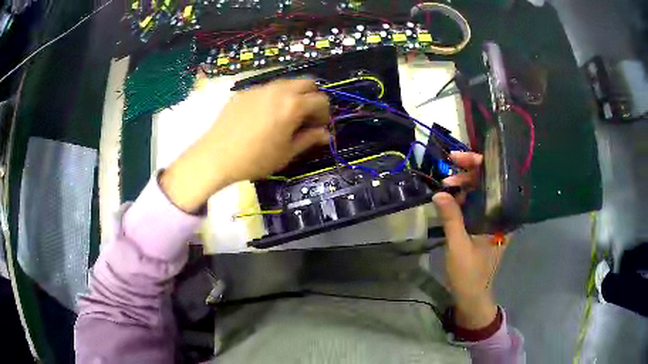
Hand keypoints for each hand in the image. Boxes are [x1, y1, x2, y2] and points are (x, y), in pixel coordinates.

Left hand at [161, 79, 330, 211]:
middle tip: (306, 117)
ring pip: (286, 83)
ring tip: (285, 116)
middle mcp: (278, 89)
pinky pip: (266, 89)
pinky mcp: (244, 92)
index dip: (325, 114)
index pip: (321, 100)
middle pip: (307, 82)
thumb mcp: (287, 153)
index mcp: (293, 104)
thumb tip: (326, 134)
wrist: (216, 156)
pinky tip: (262, 117)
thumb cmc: (255, 159)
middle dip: (313, 97)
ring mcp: (260, 88)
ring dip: (293, 95)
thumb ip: (309, 139)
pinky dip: (274, 98)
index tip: (319, 128)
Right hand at [433, 152, 503, 329]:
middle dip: (468, 174)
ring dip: (464, 186)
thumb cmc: (470, 274)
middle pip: (488, 184)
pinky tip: (450, 197)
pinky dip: (463, 199)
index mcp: (503, 218)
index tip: (458, 158)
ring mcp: (493, 220)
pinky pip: (475, 205)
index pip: (496, 180)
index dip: (479, 164)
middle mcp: (501, 215)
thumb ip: (452, 218)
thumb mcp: (459, 246)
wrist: (472, 297)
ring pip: (481, 193)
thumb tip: (439, 192)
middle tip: (446, 174)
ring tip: (445, 186)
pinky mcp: (484, 226)